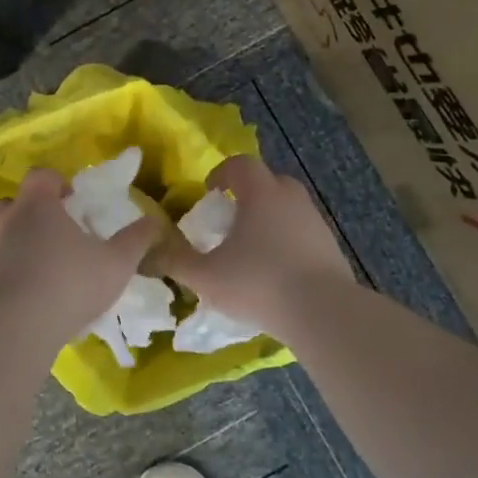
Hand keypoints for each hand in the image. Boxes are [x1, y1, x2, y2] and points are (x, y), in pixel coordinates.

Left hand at [0, 167, 161, 339]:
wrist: (16, 328)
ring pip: (7, 234)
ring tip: (50, 267)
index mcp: (37, 204)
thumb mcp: (116, 263)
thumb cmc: (70, 283)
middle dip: (39, 212)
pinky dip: (14, 270)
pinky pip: (0, 264)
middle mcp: (8, 219)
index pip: (42, 175)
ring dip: (25, 242)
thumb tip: (154, 221)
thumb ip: (136, 239)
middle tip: (64, 234)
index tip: (75, 202)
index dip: (58, 183)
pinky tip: (35, 294)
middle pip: (19, 202)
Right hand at [155, 155, 354, 337]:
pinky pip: (303, 232)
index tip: (209, 192)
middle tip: (230, 219)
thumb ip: (174, 262)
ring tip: (251, 247)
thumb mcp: (205, 276)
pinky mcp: (331, 247)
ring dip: (269, 218)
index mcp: (261, 193)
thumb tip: (147, 254)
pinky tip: (276, 269)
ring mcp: (315, 222)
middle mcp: (291, 199)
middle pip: (269, 181)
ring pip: (288, 207)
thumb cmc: (258, 283)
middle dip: (248, 194)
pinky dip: (287, 240)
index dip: (221, 173)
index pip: (241, 165)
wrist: (323, 312)